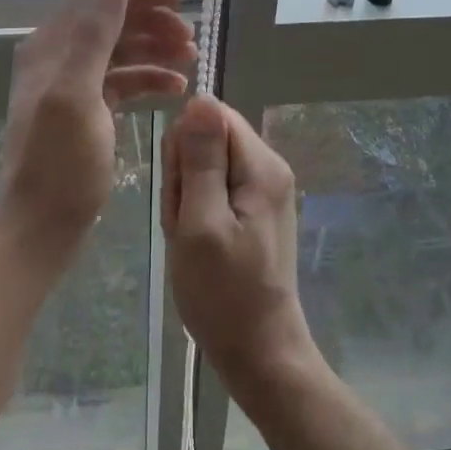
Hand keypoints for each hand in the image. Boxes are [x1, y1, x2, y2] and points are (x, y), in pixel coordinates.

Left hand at [0, 0, 194, 262]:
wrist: (40, 226)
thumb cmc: (59, 163)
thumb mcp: (76, 94)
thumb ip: (93, 35)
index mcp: (49, 47)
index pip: (99, 1)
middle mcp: (57, 59)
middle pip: (112, 24)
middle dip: (153, 24)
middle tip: (193, 38)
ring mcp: (71, 86)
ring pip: (120, 52)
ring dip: (156, 50)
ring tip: (192, 60)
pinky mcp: (86, 112)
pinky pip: (121, 82)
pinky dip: (148, 79)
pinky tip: (175, 88)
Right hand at [160, 95, 319, 396]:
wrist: (258, 351)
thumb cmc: (223, 293)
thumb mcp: (200, 223)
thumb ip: (201, 159)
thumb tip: (200, 98)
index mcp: (261, 166)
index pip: (213, 116)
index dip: (184, 146)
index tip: (181, 190)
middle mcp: (269, 169)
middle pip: (210, 140)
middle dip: (185, 176)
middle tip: (185, 224)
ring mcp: (264, 191)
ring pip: (207, 166)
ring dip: (187, 198)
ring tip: (190, 240)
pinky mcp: (255, 211)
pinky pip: (215, 190)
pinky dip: (197, 213)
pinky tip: (197, 245)